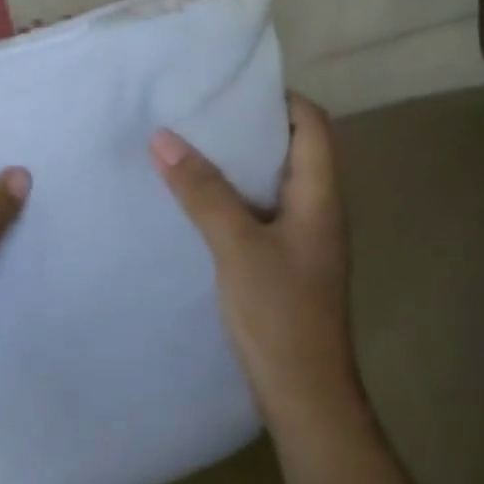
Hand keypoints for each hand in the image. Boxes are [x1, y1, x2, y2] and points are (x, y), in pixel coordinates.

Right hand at [151, 94, 362, 442]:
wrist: (303, 396)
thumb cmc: (280, 314)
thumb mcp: (237, 246)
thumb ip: (202, 191)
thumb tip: (164, 138)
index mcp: (319, 197)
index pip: (312, 125)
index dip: (279, 99)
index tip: (229, 87)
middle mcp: (315, 210)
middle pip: (290, 149)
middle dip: (247, 127)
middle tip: (196, 111)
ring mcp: (299, 238)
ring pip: (268, 183)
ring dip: (233, 163)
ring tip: (186, 145)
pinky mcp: (280, 262)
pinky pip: (254, 212)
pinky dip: (227, 197)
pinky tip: (191, 200)